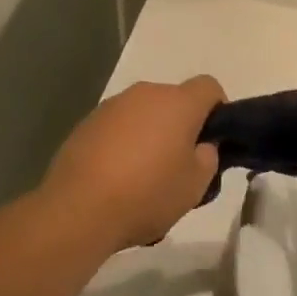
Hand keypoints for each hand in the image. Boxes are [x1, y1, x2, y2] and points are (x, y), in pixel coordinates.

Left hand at [40, 77, 226, 251]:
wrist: (78, 208)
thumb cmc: (147, 194)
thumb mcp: (195, 186)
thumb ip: (207, 157)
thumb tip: (200, 145)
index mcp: (178, 103)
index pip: (209, 87)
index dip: (217, 110)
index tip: (213, 140)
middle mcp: (145, 93)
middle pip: (174, 100)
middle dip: (181, 126)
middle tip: (179, 165)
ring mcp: (113, 105)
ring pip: (144, 113)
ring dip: (150, 134)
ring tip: (143, 176)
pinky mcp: (87, 122)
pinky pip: (117, 126)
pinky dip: (123, 143)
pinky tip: (116, 177)